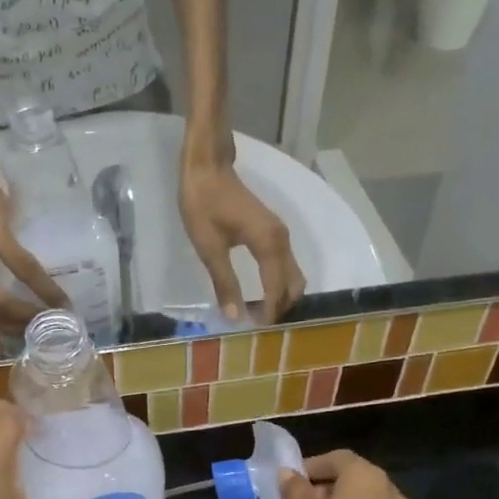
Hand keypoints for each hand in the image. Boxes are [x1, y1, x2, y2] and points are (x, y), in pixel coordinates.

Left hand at [179, 158, 305, 322]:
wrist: (207, 166)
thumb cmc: (203, 203)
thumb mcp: (209, 246)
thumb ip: (224, 282)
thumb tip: (236, 317)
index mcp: (269, 244)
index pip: (277, 288)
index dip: (270, 312)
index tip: (257, 332)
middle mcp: (282, 240)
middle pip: (294, 284)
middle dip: (281, 307)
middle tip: (258, 326)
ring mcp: (280, 235)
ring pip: (293, 274)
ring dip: (281, 296)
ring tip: (259, 314)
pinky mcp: (273, 232)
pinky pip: (285, 264)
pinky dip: (278, 282)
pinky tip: (260, 293)